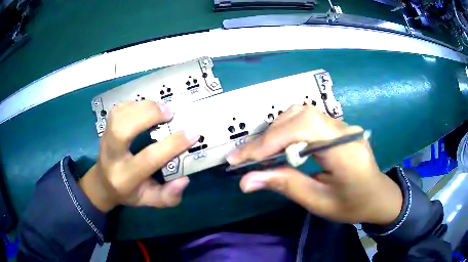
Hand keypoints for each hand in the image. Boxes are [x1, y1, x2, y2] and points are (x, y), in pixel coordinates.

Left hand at [79, 101, 199, 211]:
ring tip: (161, 108)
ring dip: (142, 106)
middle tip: (170, 113)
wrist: (103, 183)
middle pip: (122, 129)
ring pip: (118, 115)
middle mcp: (112, 156)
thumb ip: (168, 196)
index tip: (192, 133)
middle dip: (148, 115)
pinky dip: (134, 104)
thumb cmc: (128, 193)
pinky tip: (146, 108)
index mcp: (125, 177)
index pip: (148, 158)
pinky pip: (118, 109)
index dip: (172, 145)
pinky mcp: (105, 128)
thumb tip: (184, 180)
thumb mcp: (149, 201)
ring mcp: (105, 139)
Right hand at [227, 105, 402, 224]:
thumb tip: (246, 181)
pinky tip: (277, 145)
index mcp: (346, 151)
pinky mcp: (337, 127)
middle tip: (244, 157)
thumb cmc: (352, 205)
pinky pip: (307, 120)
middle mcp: (344, 130)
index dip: (271, 141)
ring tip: (258, 152)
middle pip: (301, 115)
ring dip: (275, 131)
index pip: (304, 129)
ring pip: (302, 114)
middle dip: (268, 136)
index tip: (243, 159)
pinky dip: (286, 130)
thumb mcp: (319, 202)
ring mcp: (342, 125)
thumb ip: (286, 186)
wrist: (377, 196)